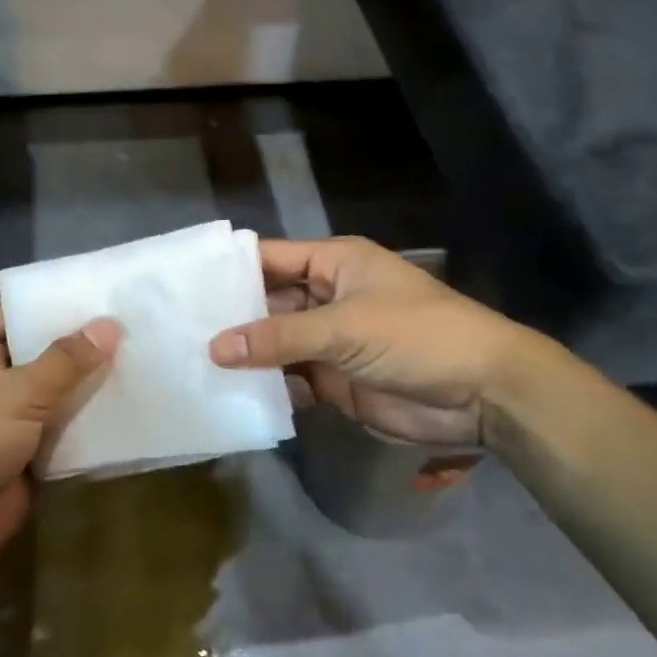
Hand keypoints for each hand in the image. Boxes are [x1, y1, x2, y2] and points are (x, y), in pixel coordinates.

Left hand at [0, 304, 121, 570]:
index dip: (57, 300)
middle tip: (137, 322)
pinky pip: (65, 428)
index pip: (18, 310)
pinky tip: (132, 405)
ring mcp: (10, 416)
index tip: (104, 290)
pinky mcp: (28, 452)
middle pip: (43, 350)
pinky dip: (91, 421)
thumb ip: (67, 360)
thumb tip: (110, 325)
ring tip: (145, 357)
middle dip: (84, 342)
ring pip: (58, 390)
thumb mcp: (19, 393)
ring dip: (92, 383)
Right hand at [208, 237, 536, 447]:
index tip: (182, 285)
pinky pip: (290, 381)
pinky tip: (229, 397)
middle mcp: (327, 297)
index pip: (269, 259)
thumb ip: (279, 338)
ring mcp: (330, 342)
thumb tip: (215, 347)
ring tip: (188, 366)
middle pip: (267, 305)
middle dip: (230, 319)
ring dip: (244, 357)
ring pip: (275, 346)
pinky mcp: (334, 382)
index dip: (229, 270)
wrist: (482, 393)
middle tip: (174, 334)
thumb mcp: (345, 327)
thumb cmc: (417, 336)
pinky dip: (266, 389)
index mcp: (334, 264)